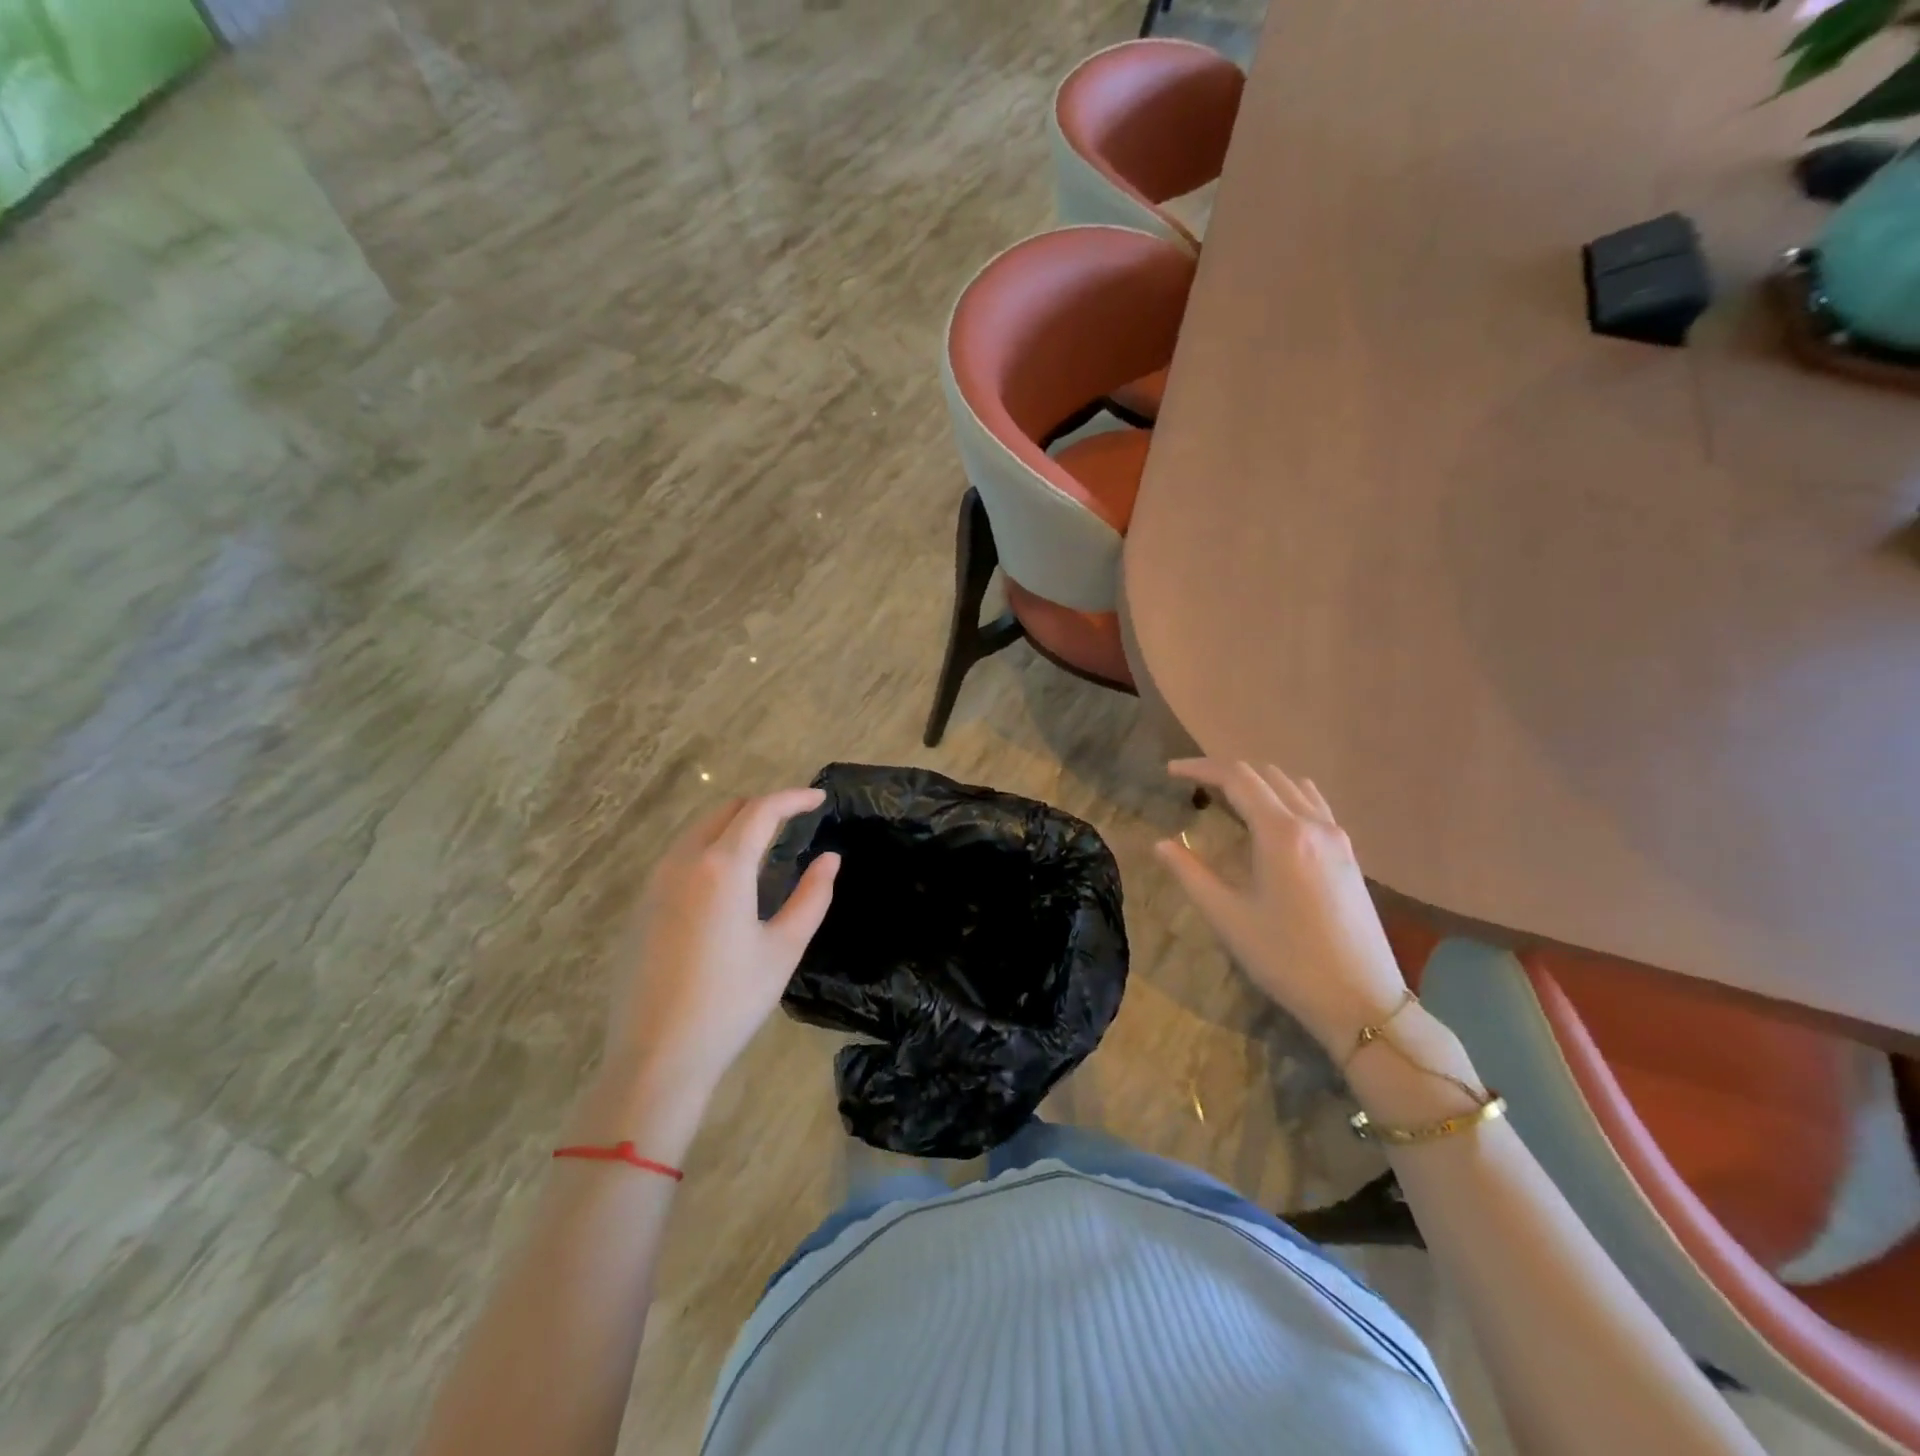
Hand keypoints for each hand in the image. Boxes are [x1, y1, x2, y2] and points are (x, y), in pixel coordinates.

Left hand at [602, 789, 839, 1096]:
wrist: (657, 1055)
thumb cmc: (731, 1000)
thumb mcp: (784, 948)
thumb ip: (812, 896)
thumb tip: (829, 859)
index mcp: (722, 867)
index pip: (761, 811)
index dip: (793, 798)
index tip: (819, 798)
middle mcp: (683, 863)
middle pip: (725, 812)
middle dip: (762, 807)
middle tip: (794, 822)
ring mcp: (655, 883)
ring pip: (698, 831)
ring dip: (733, 826)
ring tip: (764, 847)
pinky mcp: (641, 907)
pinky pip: (680, 857)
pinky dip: (709, 850)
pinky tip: (726, 883)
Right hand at [1156, 760, 1406, 1054]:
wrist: (1360, 1000)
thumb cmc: (1286, 959)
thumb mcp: (1228, 917)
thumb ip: (1190, 873)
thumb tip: (1160, 844)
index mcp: (1281, 833)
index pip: (1237, 778)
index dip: (1200, 768)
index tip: (1171, 771)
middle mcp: (1312, 823)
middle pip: (1265, 775)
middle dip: (1225, 772)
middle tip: (1193, 785)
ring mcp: (1337, 836)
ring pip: (1292, 785)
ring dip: (1257, 781)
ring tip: (1228, 798)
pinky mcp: (1349, 853)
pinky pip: (1313, 803)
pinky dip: (1284, 796)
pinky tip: (1270, 820)